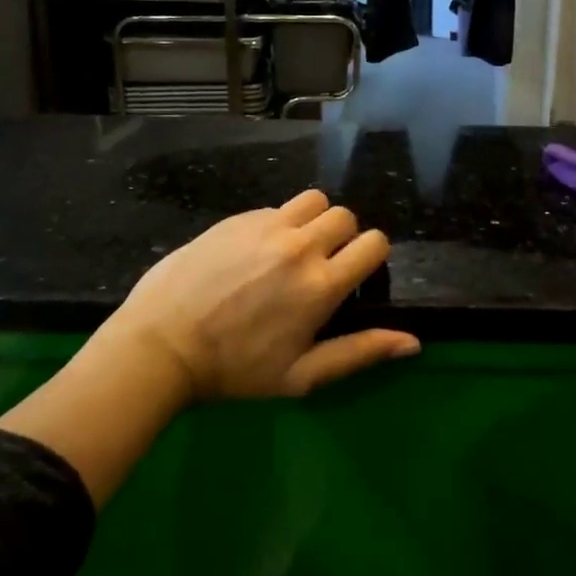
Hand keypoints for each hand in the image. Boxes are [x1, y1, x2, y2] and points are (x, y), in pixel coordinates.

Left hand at [98, 189, 414, 400]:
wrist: (161, 346)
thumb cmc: (235, 370)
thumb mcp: (301, 376)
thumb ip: (360, 352)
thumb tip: (413, 342)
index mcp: (322, 284)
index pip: (375, 243)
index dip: (371, 257)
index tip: (353, 276)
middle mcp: (301, 245)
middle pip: (346, 216)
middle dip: (343, 238)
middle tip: (321, 266)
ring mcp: (267, 226)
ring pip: (314, 200)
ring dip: (314, 220)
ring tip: (293, 248)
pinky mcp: (238, 217)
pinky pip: (275, 207)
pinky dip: (278, 223)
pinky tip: (255, 252)